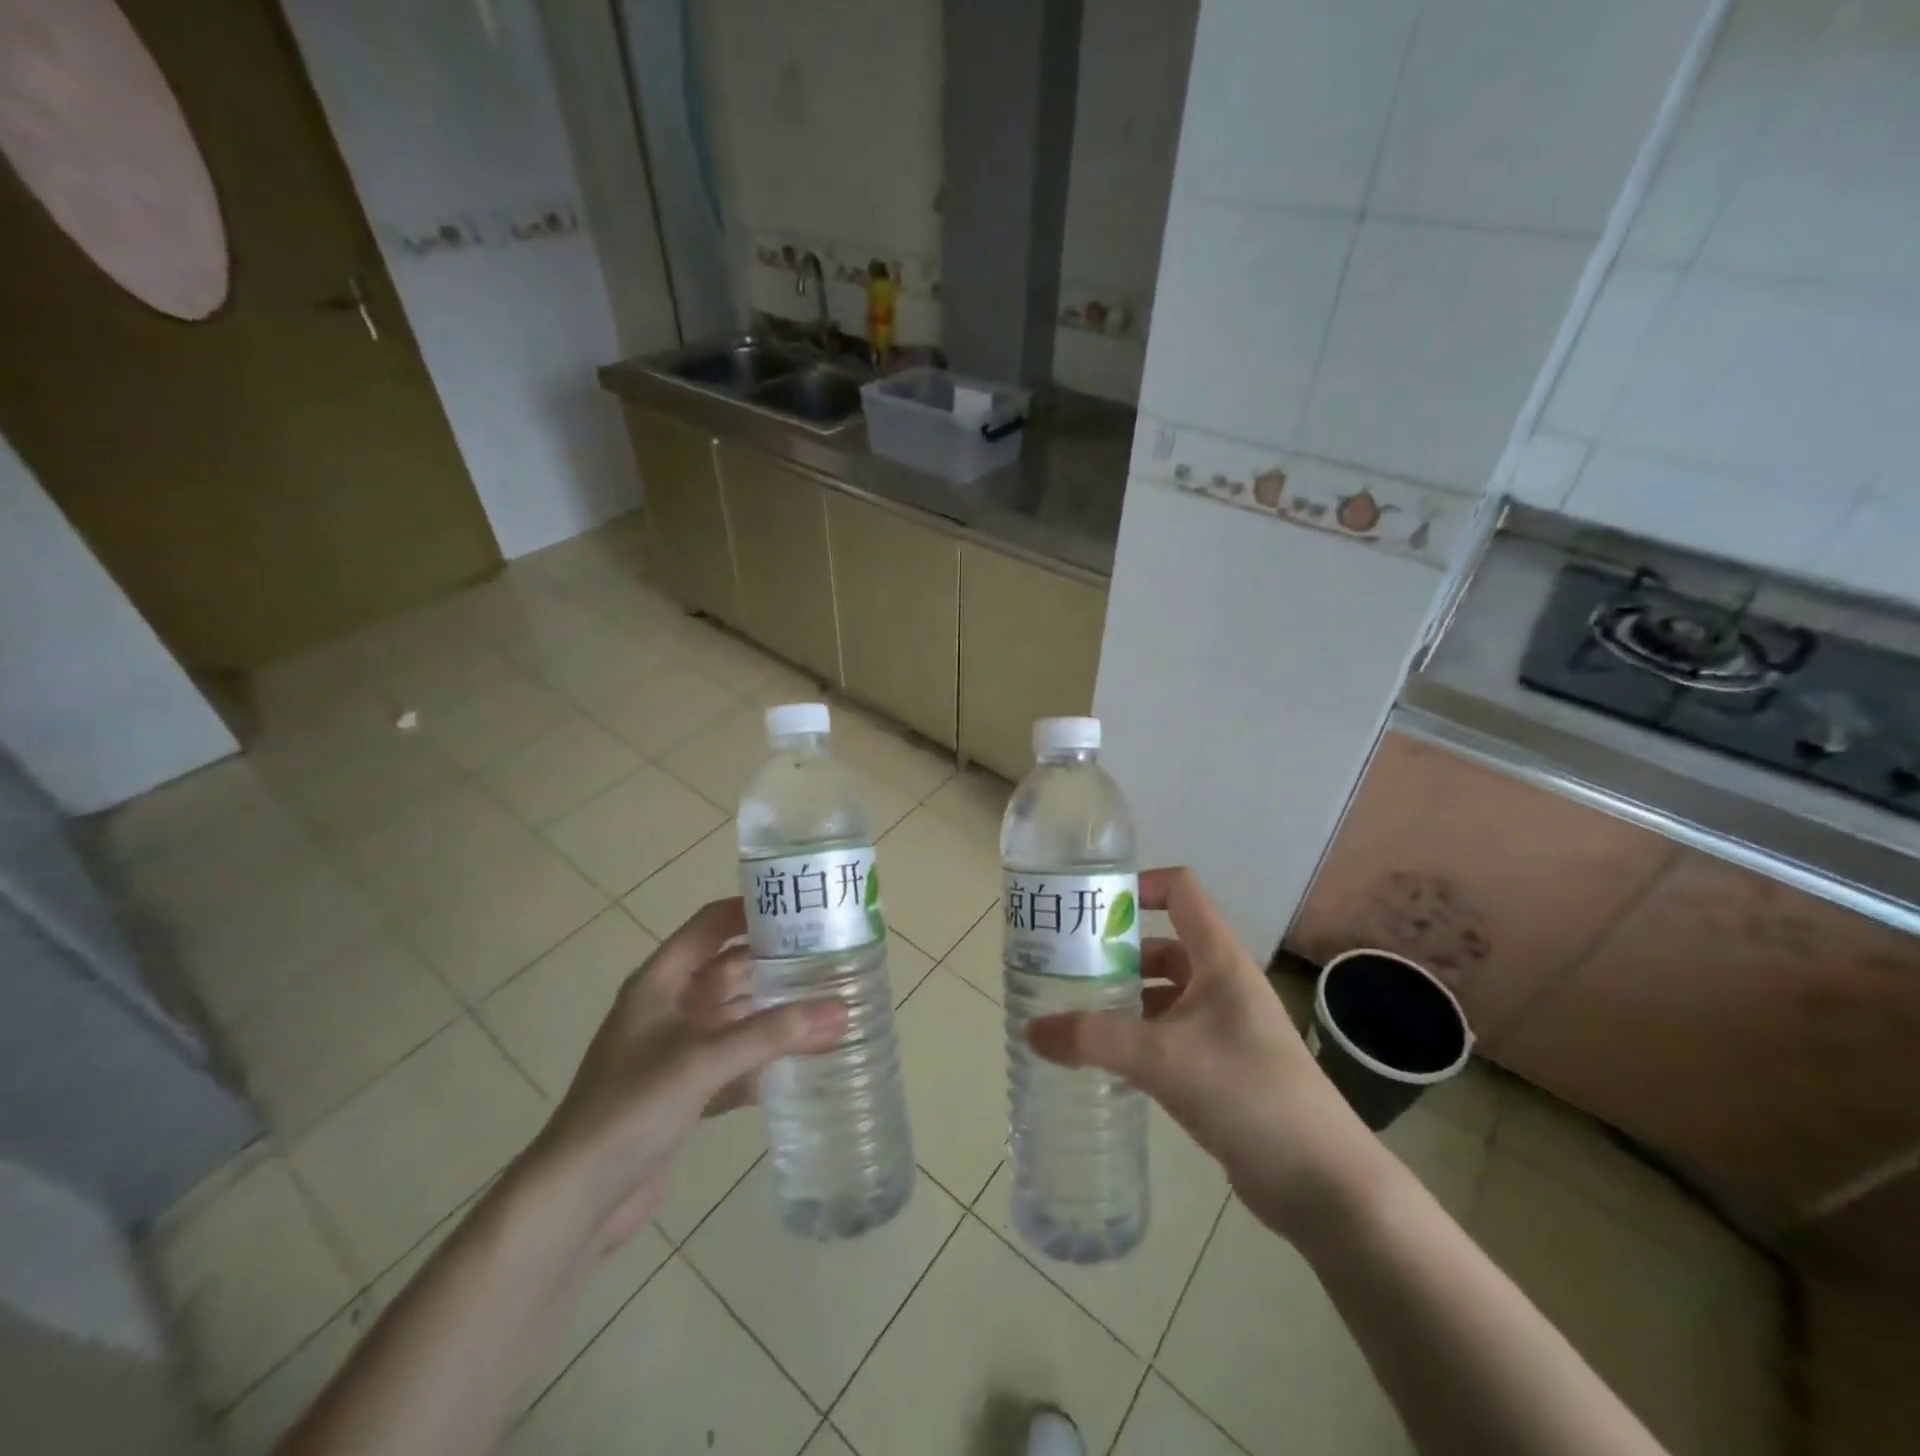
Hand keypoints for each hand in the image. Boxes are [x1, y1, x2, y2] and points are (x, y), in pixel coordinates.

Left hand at [529, 898, 847, 1249]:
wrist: (577, 1197)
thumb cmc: (632, 1106)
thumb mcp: (704, 1059)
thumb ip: (774, 1033)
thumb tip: (843, 1011)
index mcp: (661, 982)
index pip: (710, 925)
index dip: (751, 910)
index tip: (802, 906)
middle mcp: (669, 1007)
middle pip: (730, 970)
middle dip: (775, 964)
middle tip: (831, 958)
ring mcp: (676, 1050)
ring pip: (736, 1018)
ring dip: (775, 1014)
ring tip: (829, 1005)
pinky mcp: (684, 1091)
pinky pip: (735, 1062)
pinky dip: (764, 1060)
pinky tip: (803, 1063)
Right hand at [1026, 866, 1377, 1239]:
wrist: (1322, 1182)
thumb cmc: (1247, 1093)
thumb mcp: (1162, 1058)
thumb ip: (1093, 1039)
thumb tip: (1030, 1031)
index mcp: (1219, 959)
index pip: (1180, 892)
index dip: (1138, 885)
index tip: (1092, 906)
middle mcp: (1222, 983)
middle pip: (1162, 945)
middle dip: (1115, 953)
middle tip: (1065, 967)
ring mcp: (1224, 1027)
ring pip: (1163, 994)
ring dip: (1124, 999)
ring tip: (1074, 1014)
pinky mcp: (1222, 1067)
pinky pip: (1169, 1036)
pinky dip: (1137, 1038)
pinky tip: (1104, 1062)